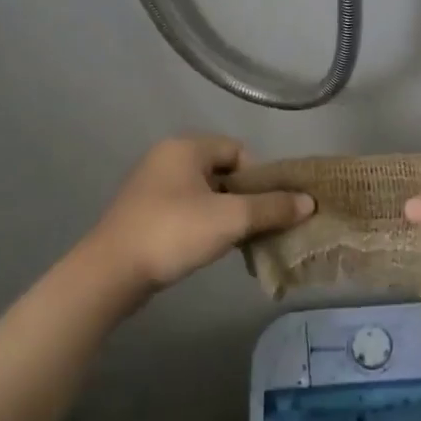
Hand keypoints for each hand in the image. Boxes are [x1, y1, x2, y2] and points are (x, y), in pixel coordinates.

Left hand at [84, 137, 313, 299]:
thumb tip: (309, 202)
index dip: (260, 176)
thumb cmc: (173, 233)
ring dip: (226, 214)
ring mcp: (151, 186)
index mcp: (185, 147)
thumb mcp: (231, 219)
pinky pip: (186, 210)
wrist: (110, 273)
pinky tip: (211, 247)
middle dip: (246, 198)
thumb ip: (272, 207)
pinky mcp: (143, 213)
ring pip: (205, 193)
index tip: (268, 207)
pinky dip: (204, 224)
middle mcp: (166, 158)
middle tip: (259, 225)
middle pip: (223, 171)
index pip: (238, 150)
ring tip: (239, 240)